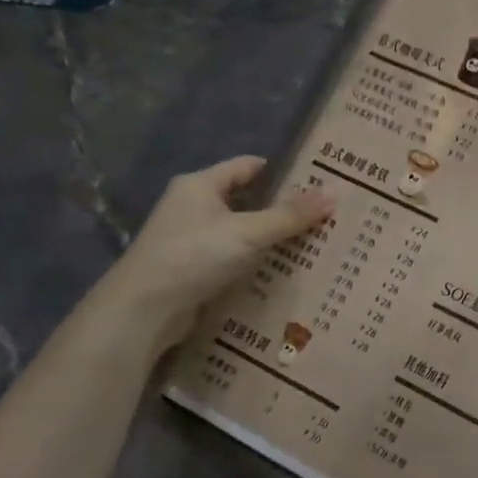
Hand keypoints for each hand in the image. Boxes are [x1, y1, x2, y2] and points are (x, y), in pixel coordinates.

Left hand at [88, 156, 333, 352]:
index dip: (284, 172)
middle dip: (284, 209)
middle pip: (248, 200)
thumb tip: (335, 192)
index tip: (319, 183)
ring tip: (314, 245)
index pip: (249, 167)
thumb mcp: (248, 232)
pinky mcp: (194, 269)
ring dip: (272, 239)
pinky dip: (257, 263)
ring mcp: (192, 239)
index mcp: (200, 185)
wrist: (143, 311)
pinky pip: (234, 259)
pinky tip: (284, 273)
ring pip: (243, 232)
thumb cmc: (194, 256)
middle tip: (324, 217)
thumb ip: (291, 214)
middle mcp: (193, 206)